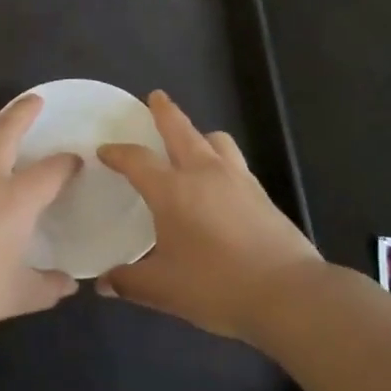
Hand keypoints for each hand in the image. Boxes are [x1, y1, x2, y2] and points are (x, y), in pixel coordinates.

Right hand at [97, 91, 322, 342]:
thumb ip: (128, 282)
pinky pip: (236, 162)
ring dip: (200, 134)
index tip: (105, 150)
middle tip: (156, 97)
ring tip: (193, 141)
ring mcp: (238, 180)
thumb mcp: (162, 289)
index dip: (118, 153)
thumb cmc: (216, 286)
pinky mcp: (262, 194)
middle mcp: (204, 174)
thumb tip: (103, 283)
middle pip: (181, 130)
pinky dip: (221, 159)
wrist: (288, 293)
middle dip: (165, 112)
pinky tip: (220, 182)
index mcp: (172, 190)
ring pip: (216, 140)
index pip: (137, 160)